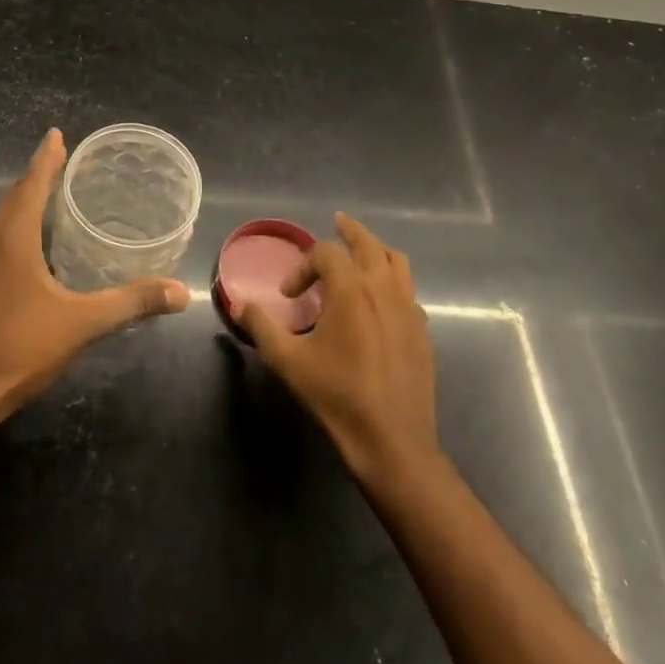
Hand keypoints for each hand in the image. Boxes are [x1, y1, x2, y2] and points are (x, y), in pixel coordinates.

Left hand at [0, 128, 188, 427]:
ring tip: (55, 196)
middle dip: (39, 175)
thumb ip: (130, 303)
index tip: (58, 134)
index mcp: (12, 237)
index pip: (32, 182)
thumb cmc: (17, 349)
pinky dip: (19, 227)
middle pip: (16, 196)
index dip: (47, 157)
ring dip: (27, 202)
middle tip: (67, 161)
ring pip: (4, 219)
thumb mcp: (81, 323)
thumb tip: (180, 292)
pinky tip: (36, 245)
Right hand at [238, 214, 439, 483]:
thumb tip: (241, 304)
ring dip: (376, 250)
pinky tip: (380, 302)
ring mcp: (409, 308)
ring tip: (362, 253)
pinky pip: (408, 292)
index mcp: (351, 289)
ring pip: (397, 262)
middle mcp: (384, 288)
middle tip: (337, 222)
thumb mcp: (287, 361)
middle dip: (350, 231)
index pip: (325, 253)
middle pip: (369, 243)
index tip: (288, 296)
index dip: (302, 266)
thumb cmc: (337, 396)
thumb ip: (261, 326)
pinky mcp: (423, 331)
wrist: (392, 441)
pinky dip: (392, 283)